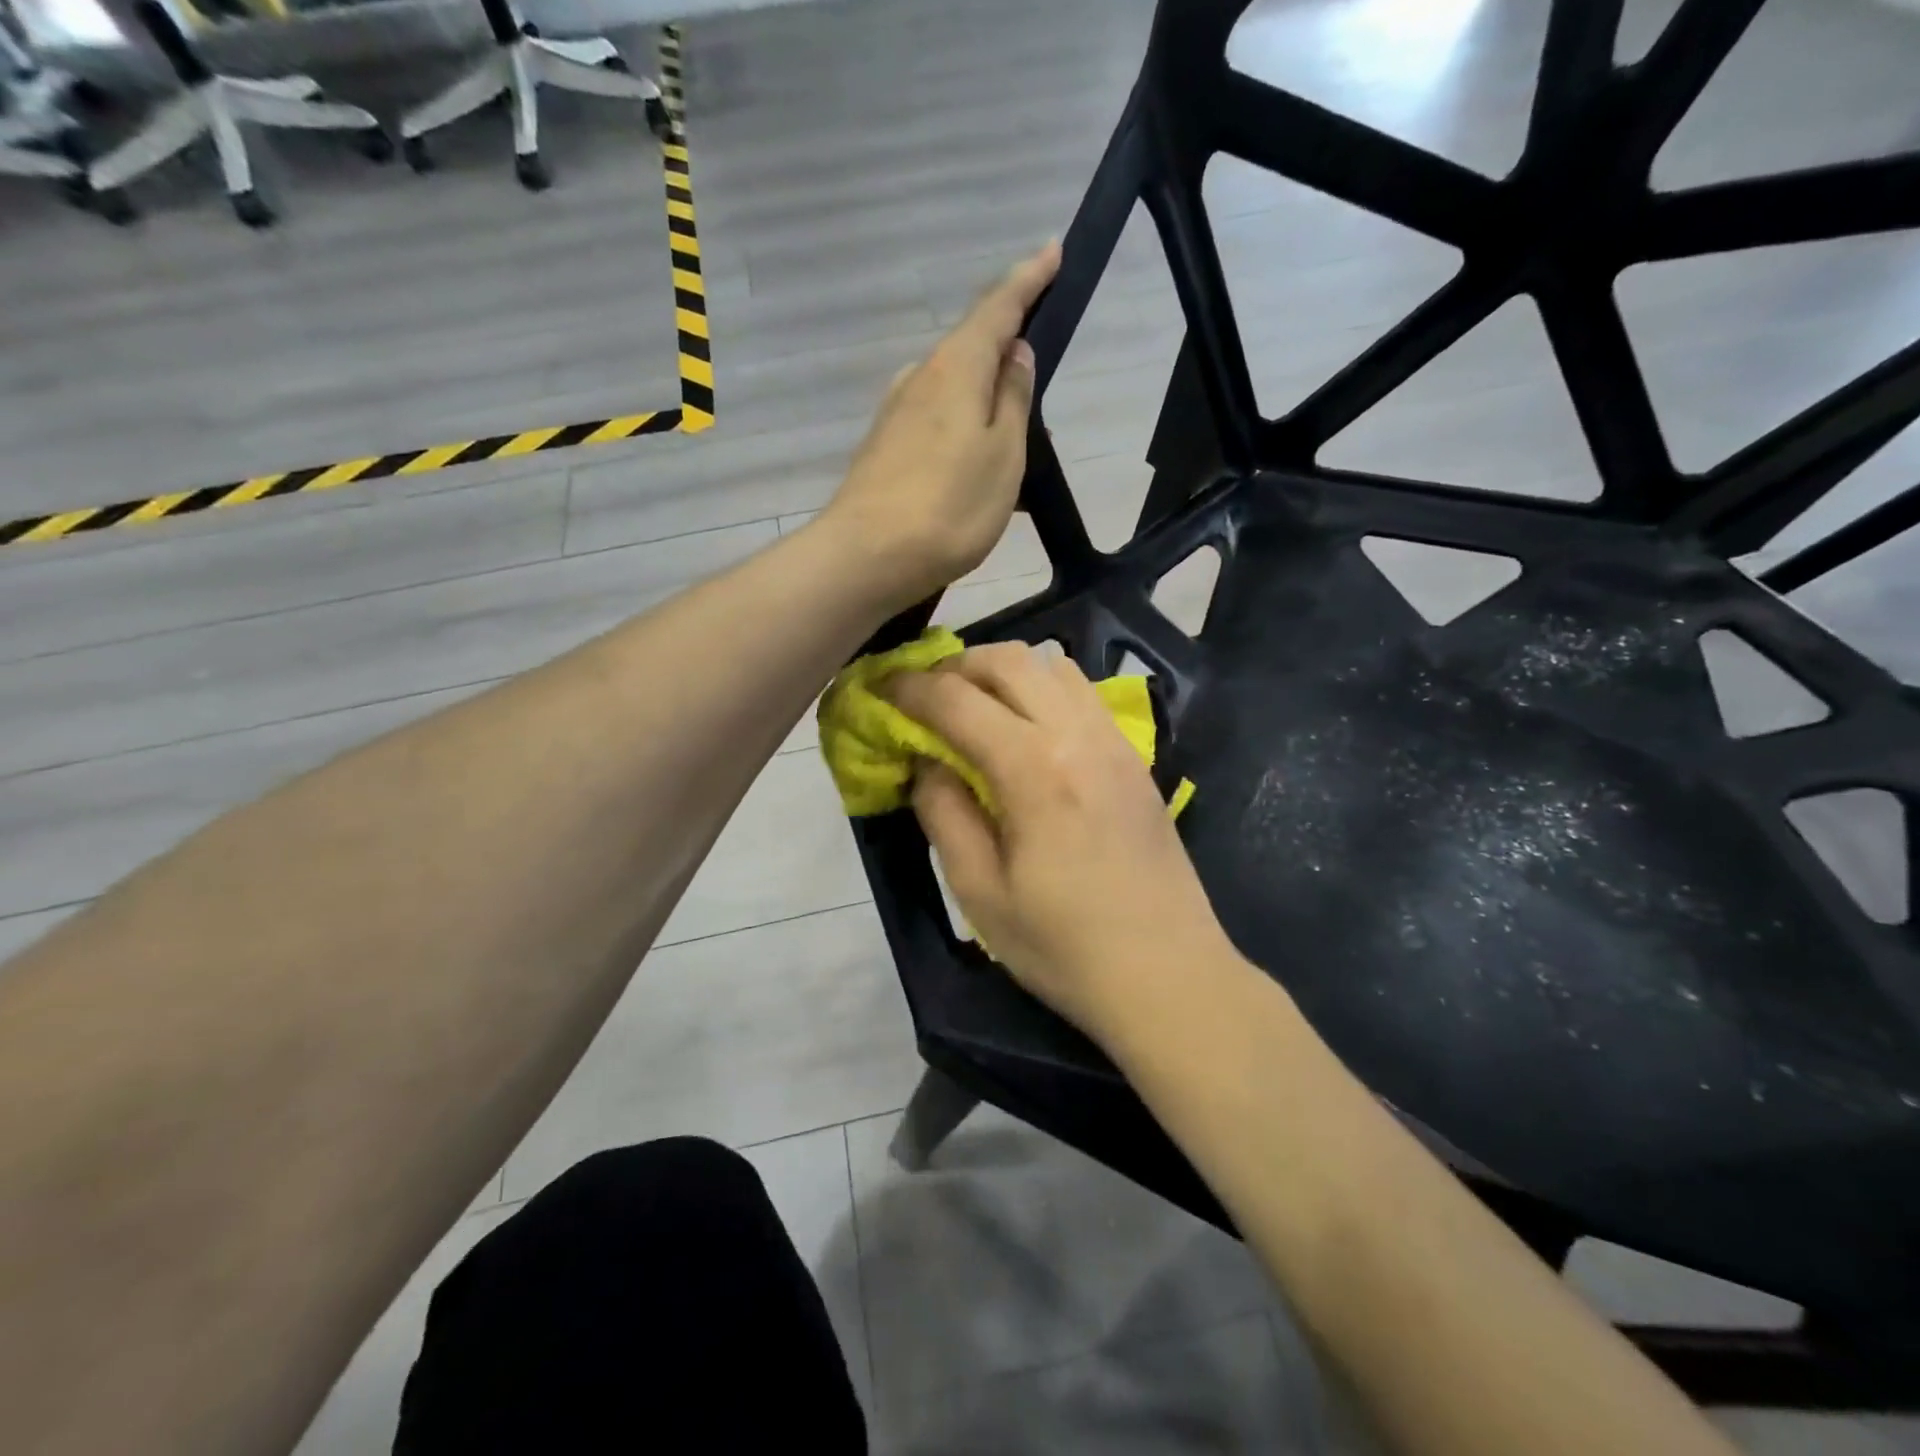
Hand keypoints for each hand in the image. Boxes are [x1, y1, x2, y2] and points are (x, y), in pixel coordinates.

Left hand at [819, 243, 1060, 608]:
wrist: (867, 557)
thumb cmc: (949, 506)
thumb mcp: (1003, 454)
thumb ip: (1013, 400)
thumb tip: (1015, 353)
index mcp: (956, 367)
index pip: (998, 307)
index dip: (1028, 279)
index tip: (1053, 251)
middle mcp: (920, 378)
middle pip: (970, 347)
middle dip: (1005, 350)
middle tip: (1037, 376)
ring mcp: (896, 413)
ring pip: (952, 389)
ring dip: (983, 400)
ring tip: (1010, 441)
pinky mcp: (884, 448)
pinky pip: (935, 421)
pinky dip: (961, 429)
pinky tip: (972, 466)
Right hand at [887, 642, 1236, 1047]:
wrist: (1168, 975)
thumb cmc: (1064, 946)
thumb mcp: (980, 891)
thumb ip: (944, 813)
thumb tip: (925, 761)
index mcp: (1034, 769)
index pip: (958, 700)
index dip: (910, 689)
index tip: (881, 690)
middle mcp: (1078, 735)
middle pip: (1009, 660)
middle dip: (956, 666)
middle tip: (925, 697)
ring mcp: (1115, 741)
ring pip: (1051, 665)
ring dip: (1002, 672)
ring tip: (973, 706)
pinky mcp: (1134, 757)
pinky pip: (1082, 692)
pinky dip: (1042, 687)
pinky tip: (1026, 727)